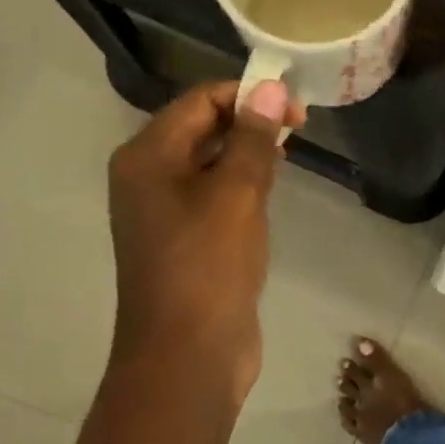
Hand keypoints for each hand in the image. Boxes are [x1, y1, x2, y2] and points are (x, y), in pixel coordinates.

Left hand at [106, 79, 303, 408]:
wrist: (187, 357)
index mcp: (147, 158)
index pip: (199, 101)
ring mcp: (164, 213)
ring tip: (287, 159)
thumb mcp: (236, 196)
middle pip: (201, 129)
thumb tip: (269, 86)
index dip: (248, 96)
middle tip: (297, 133)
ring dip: (247, 156)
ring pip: (209, 164)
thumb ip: (253, 139)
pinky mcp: (185, 242)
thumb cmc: (208, 269)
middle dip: (249, 123)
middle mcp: (147, 178)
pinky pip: (213, 198)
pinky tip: (268, 198)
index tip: (297, 111)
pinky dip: (241, 188)